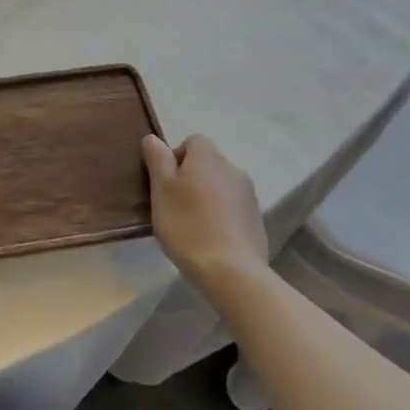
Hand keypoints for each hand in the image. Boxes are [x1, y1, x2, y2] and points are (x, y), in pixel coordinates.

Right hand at [141, 133, 269, 293]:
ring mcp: (249, 195)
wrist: (232, 271)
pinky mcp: (256, 219)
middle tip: (173, 205)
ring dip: (206, 196)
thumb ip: (157, 160)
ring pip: (220, 186)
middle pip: (207, 163)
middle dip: (190, 178)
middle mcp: (233, 169)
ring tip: (191, 224)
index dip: (176, 157)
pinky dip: (220, 215)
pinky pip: (232, 207)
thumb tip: (153, 138)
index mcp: (209, 157)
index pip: (192, 141)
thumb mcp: (161, 190)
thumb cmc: (187, 225)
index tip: (165, 183)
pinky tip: (210, 238)